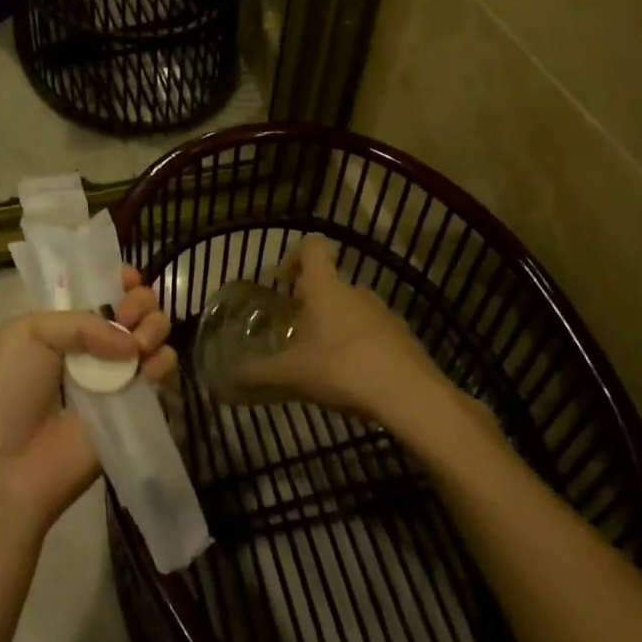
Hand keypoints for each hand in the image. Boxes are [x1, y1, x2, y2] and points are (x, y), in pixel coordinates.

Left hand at [0, 268, 176, 530]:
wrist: (5, 465)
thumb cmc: (7, 390)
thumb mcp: (29, 333)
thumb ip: (84, 321)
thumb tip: (131, 342)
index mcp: (59, 324)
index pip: (98, 292)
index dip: (117, 281)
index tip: (130, 279)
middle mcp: (89, 347)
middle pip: (131, 310)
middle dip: (140, 302)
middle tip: (131, 313)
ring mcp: (112, 377)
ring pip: (150, 337)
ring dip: (154, 327)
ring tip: (140, 343)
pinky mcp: (132, 407)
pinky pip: (159, 374)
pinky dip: (164, 361)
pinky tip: (151, 365)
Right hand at [226, 235, 454, 426]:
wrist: (411, 395)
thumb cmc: (343, 368)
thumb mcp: (292, 374)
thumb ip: (259, 373)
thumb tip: (229, 377)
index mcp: (326, 288)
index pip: (312, 246)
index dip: (294, 255)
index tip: (283, 283)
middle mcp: (355, 291)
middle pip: (329, 281)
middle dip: (309, 301)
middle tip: (294, 330)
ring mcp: (383, 313)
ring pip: (351, 308)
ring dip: (334, 324)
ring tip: (322, 359)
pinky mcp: (402, 337)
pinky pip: (372, 331)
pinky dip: (358, 345)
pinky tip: (352, 377)